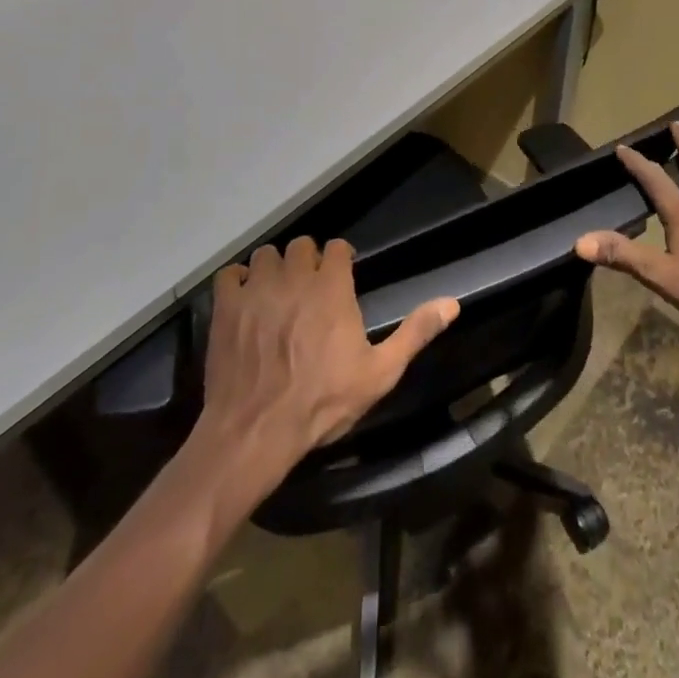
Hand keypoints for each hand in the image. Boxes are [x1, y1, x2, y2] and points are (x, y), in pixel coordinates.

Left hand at [198, 236, 459, 482]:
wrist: (256, 432)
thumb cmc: (322, 403)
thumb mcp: (379, 373)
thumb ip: (415, 332)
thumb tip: (452, 303)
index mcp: (331, 288)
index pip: (336, 247)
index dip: (340, 259)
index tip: (341, 277)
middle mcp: (294, 278)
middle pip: (300, 245)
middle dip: (307, 261)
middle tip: (309, 289)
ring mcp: (256, 290)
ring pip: (266, 255)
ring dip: (274, 268)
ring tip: (277, 293)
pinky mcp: (226, 307)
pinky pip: (230, 274)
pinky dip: (238, 281)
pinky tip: (245, 300)